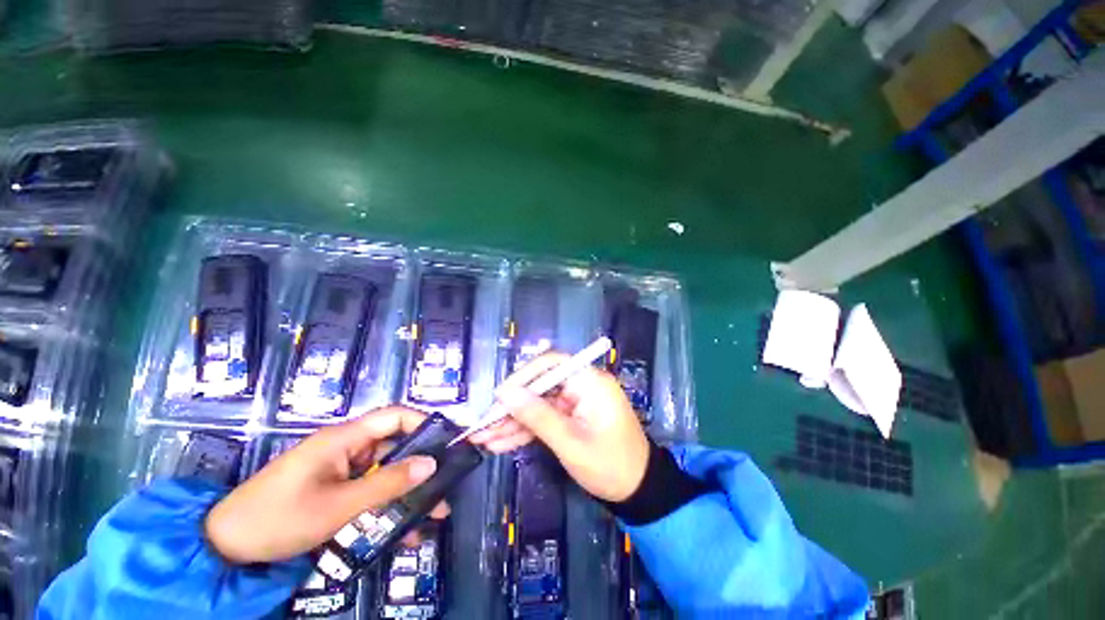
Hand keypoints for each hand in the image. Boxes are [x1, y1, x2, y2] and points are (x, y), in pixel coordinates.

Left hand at [205, 406, 444, 563]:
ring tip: (434, 514)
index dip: (424, 423)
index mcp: (345, 438)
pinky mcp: (336, 489)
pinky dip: (388, 507)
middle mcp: (347, 448)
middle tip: (448, 483)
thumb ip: (387, 485)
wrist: (226, 547)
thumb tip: (431, 464)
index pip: (395, 416)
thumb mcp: (337, 506)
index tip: (447, 442)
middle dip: (423, 465)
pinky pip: (370, 492)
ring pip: (386, 472)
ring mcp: (341, 470)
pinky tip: (404, 532)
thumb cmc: (279, 519)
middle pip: (396, 446)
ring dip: (409, 492)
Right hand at [474, 353, 649, 501]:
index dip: (523, 376)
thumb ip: (538, 416)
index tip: (499, 396)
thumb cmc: (610, 465)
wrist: (638, 491)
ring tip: (482, 438)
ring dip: (512, 422)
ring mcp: (575, 402)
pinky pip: (545, 418)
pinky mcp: (571, 417)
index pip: (551, 364)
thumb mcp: (570, 443)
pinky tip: (500, 443)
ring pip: (538, 405)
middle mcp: (581, 385)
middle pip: (540, 386)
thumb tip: (506, 394)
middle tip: (483, 424)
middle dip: (511, 406)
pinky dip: (525, 431)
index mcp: (589, 381)